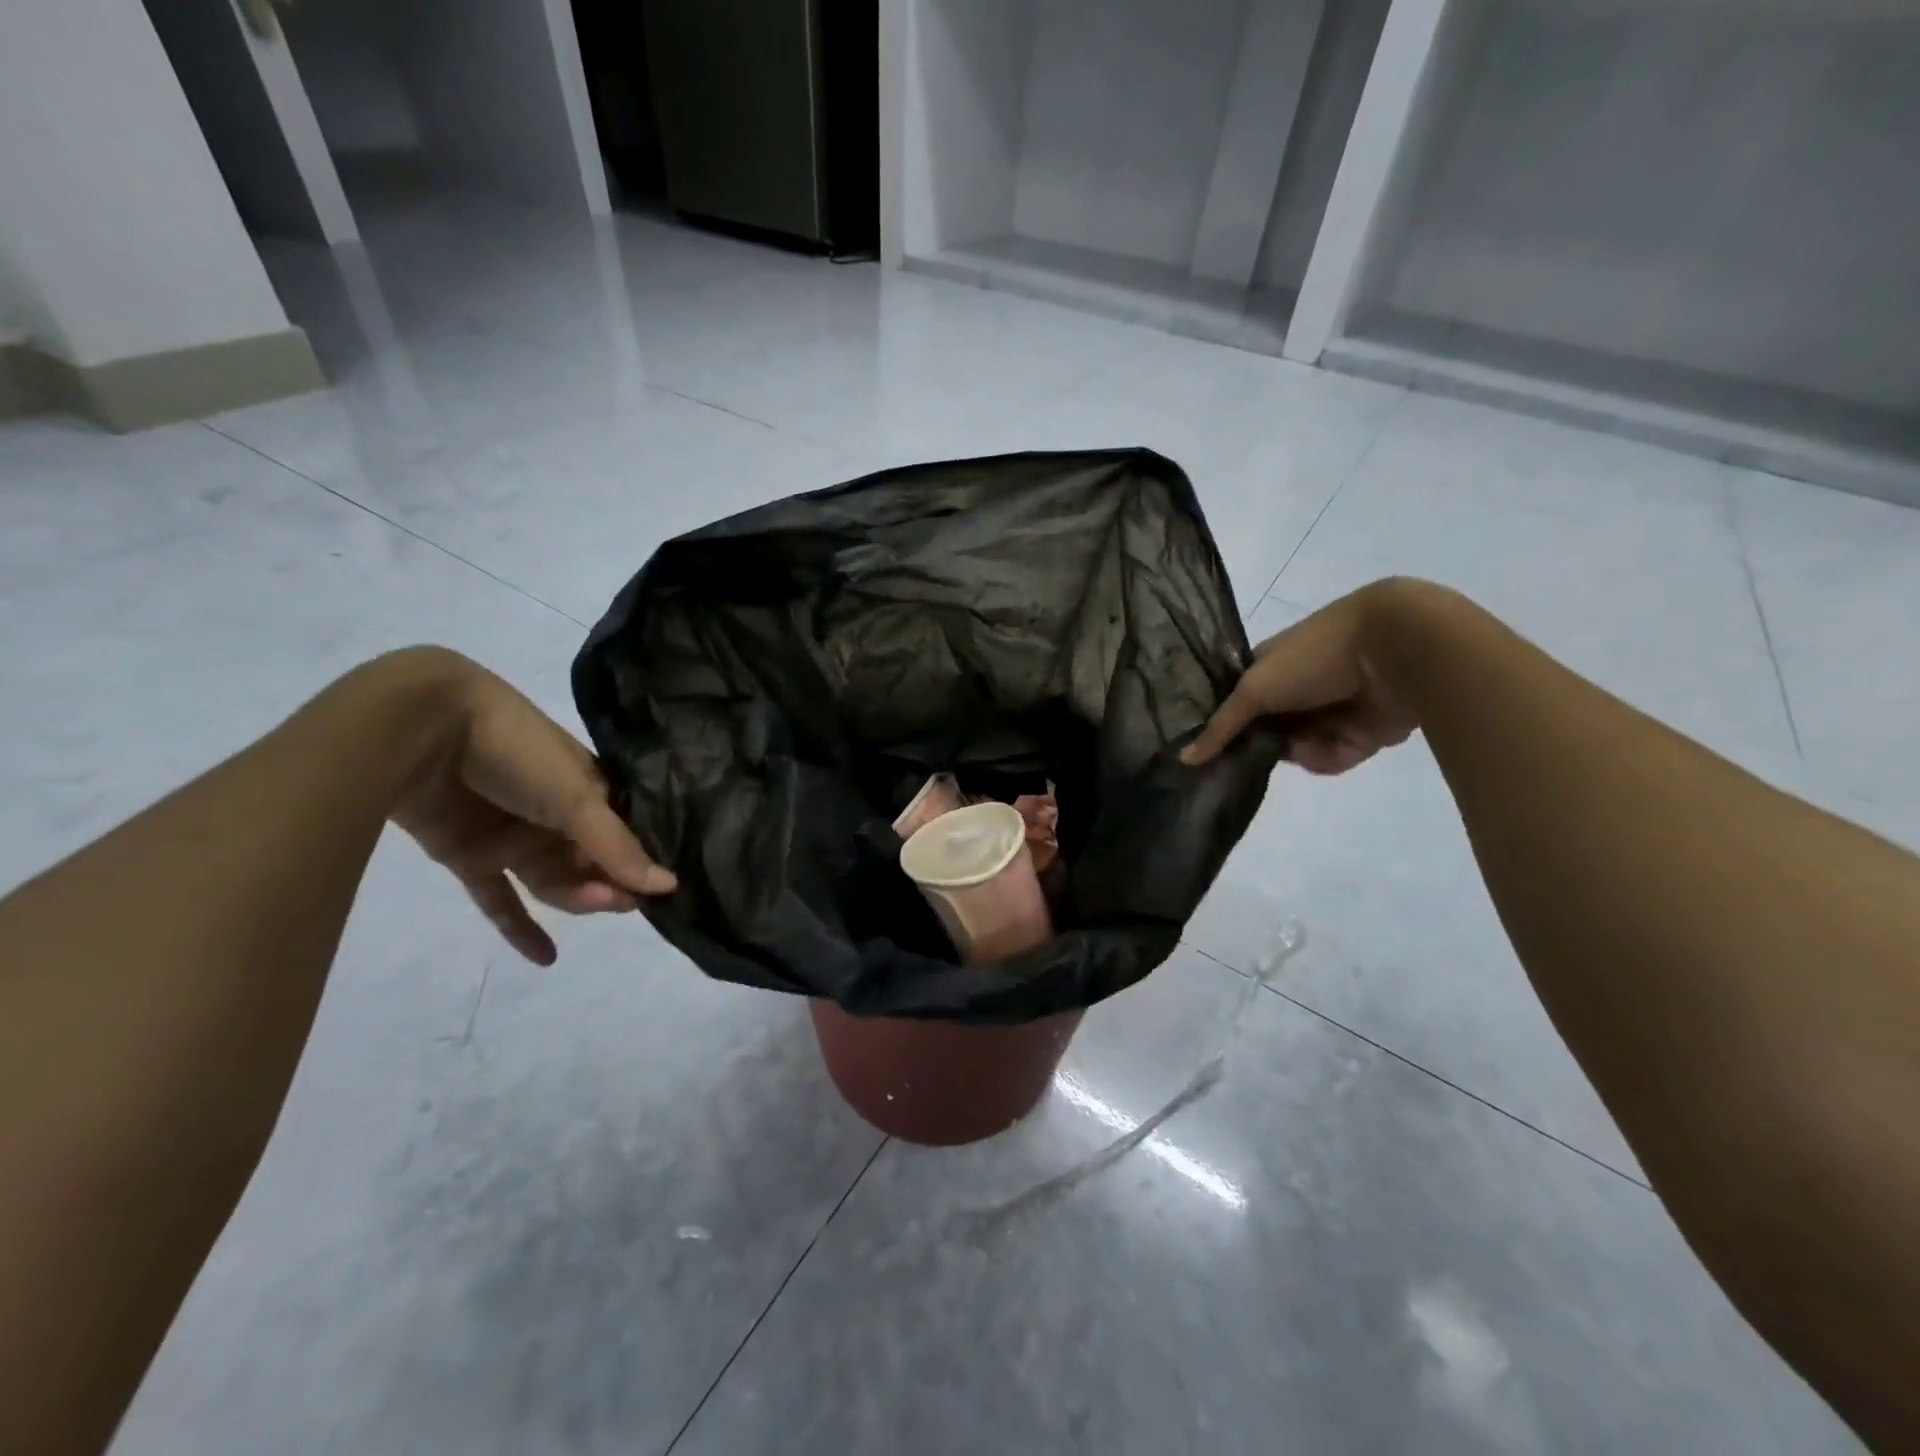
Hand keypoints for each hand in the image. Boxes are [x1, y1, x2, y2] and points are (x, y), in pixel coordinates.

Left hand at [389, 651, 674, 963]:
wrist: (424, 731)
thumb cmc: (519, 754)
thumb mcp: (577, 799)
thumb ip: (617, 847)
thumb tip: (669, 886)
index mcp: (589, 790)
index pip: (624, 835)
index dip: (638, 863)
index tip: (656, 890)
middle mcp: (556, 815)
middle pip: (591, 862)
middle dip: (608, 882)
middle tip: (621, 901)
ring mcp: (514, 837)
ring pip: (553, 880)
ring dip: (576, 898)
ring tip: (593, 904)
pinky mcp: (471, 856)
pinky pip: (500, 899)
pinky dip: (519, 929)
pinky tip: (546, 958)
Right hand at [1182, 581, 1419, 773]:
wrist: (1394, 652)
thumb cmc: (1315, 658)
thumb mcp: (1255, 689)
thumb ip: (1221, 727)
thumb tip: (1184, 758)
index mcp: (1268, 670)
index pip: (1236, 705)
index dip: (1227, 727)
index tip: (1216, 751)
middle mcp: (1295, 691)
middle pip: (1266, 734)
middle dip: (1266, 745)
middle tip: (1263, 753)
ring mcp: (1328, 712)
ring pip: (1300, 750)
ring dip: (1306, 750)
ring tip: (1317, 740)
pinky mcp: (1360, 733)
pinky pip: (1334, 758)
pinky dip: (1337, 754)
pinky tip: (1345, 742)